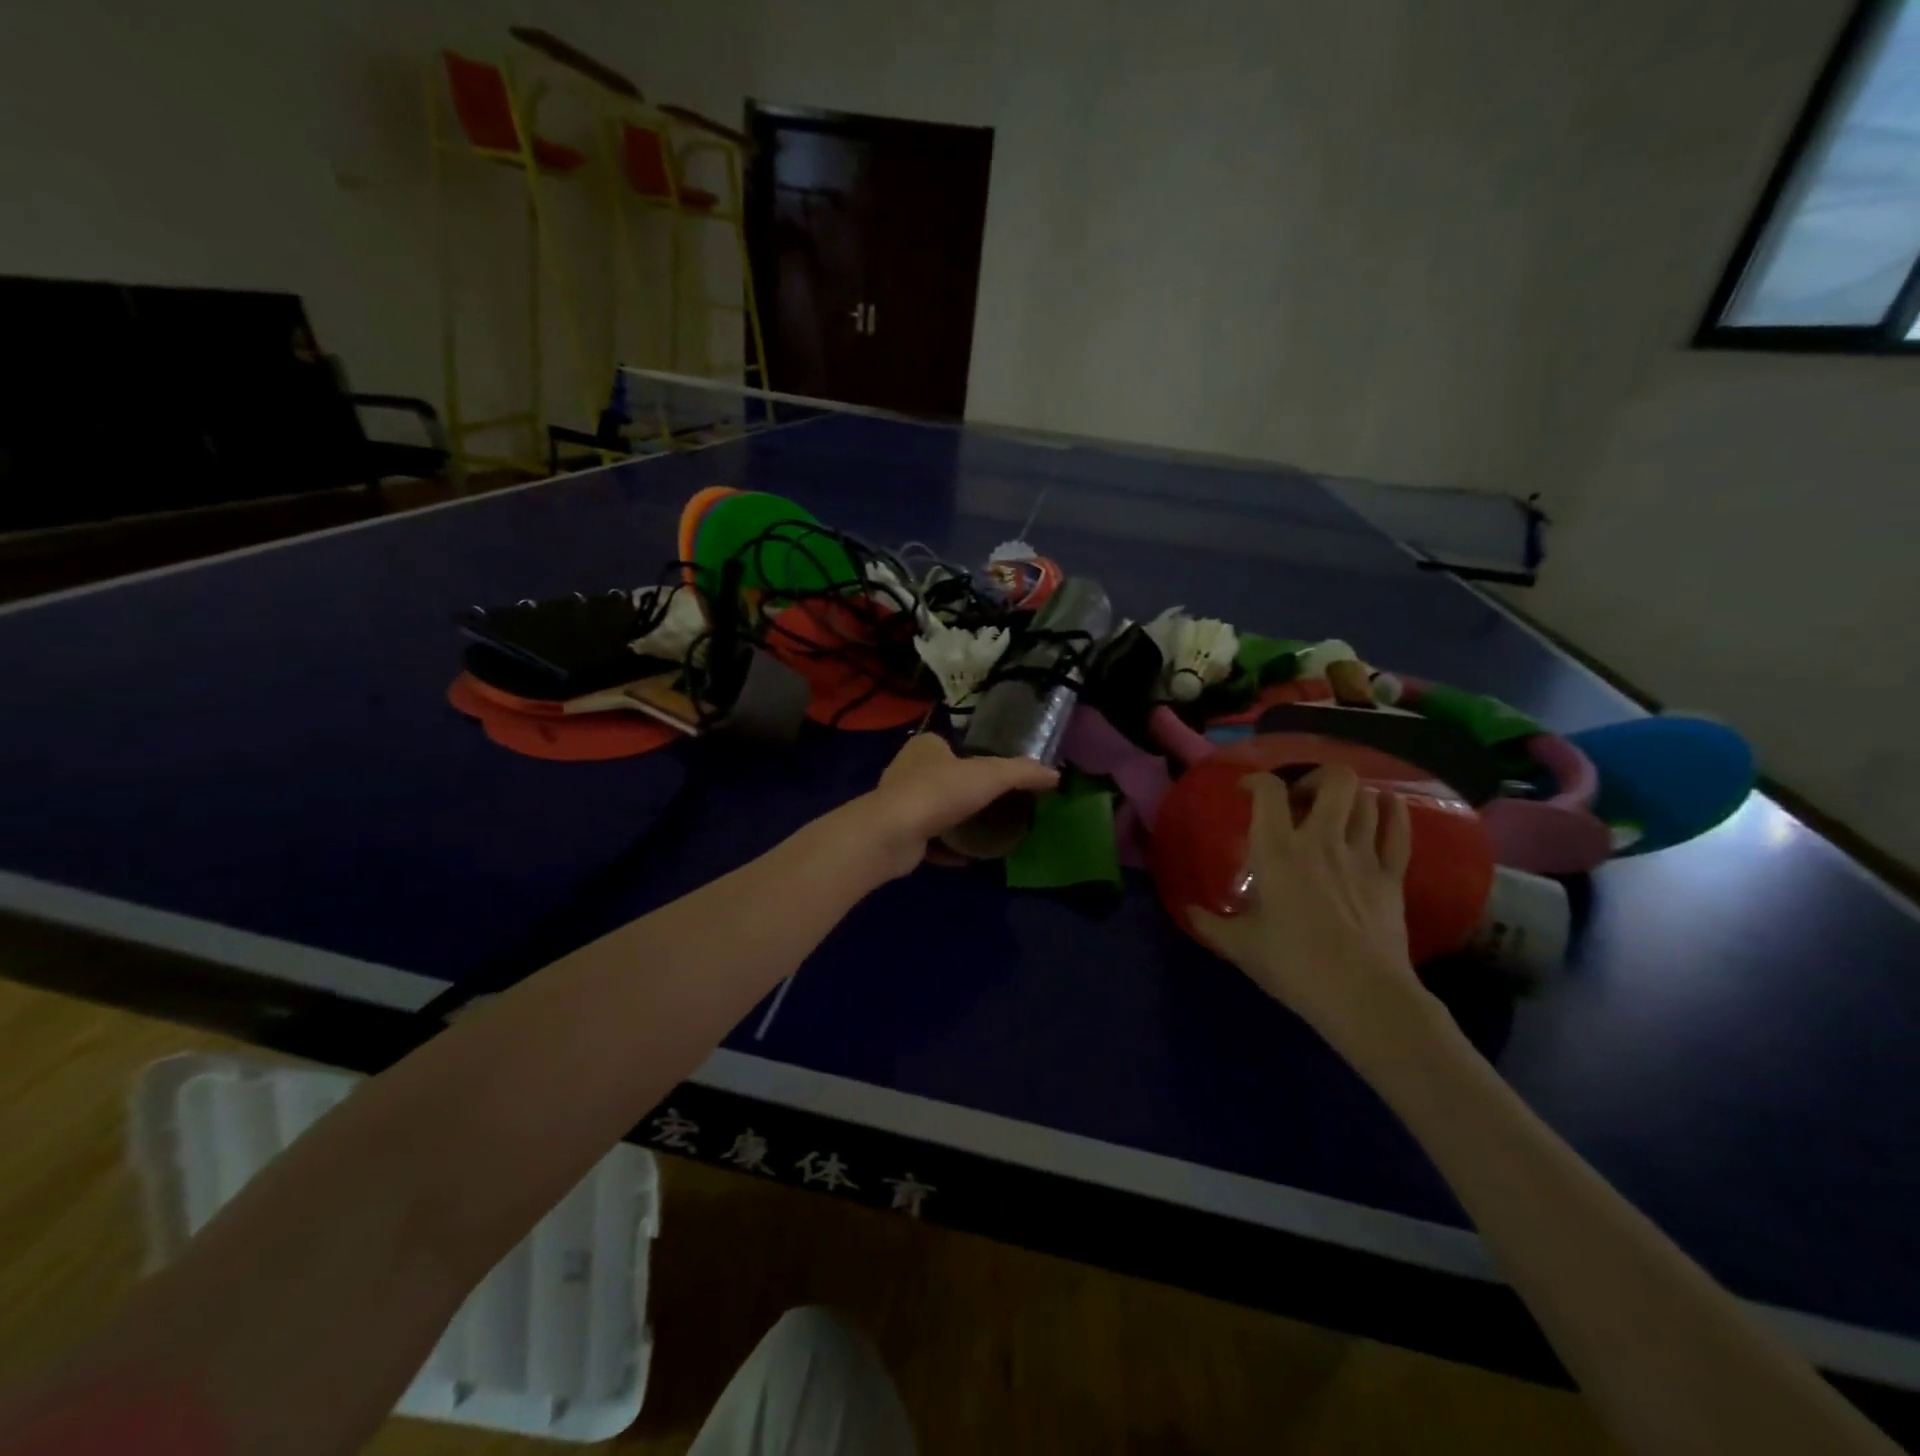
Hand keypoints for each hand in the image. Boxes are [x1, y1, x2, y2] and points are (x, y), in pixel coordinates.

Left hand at [858, 733, 1057, 878]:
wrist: (893, 833)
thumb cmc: (940, 792)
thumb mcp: (990, 775)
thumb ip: (1023, 773)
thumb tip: (1056, 775)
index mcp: (926, 746)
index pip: (951, 745)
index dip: (973, 757)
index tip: (996, 775)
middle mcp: (908, 770)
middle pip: (943, 777)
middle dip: (964, 790)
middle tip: (996, 804)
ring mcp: (900, 803)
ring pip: (934, 809)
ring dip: (955, 820)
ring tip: (985, 830)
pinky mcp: (898, 834)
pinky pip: (929, 840)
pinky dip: (946, 848)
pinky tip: (967, 858)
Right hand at [1189, 766, 1424, 1053]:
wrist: (1362, 996)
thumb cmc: (1293, 965)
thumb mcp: (1239, 945)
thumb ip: (1209, 923)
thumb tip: (1187, 910)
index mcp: (1278, 851)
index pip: (1269, 791)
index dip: (1256, 780)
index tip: (1246, 790)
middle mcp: (1322, 840)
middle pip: (1334, 780)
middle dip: (1316, 777)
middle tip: (1301, 799)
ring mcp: (1363, 855)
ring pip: (1367, 800)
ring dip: (1350, 797)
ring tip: (1336, 810)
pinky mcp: (1393, 876)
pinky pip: (1399, 830)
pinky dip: (1393, 812)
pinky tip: (1386, 807)